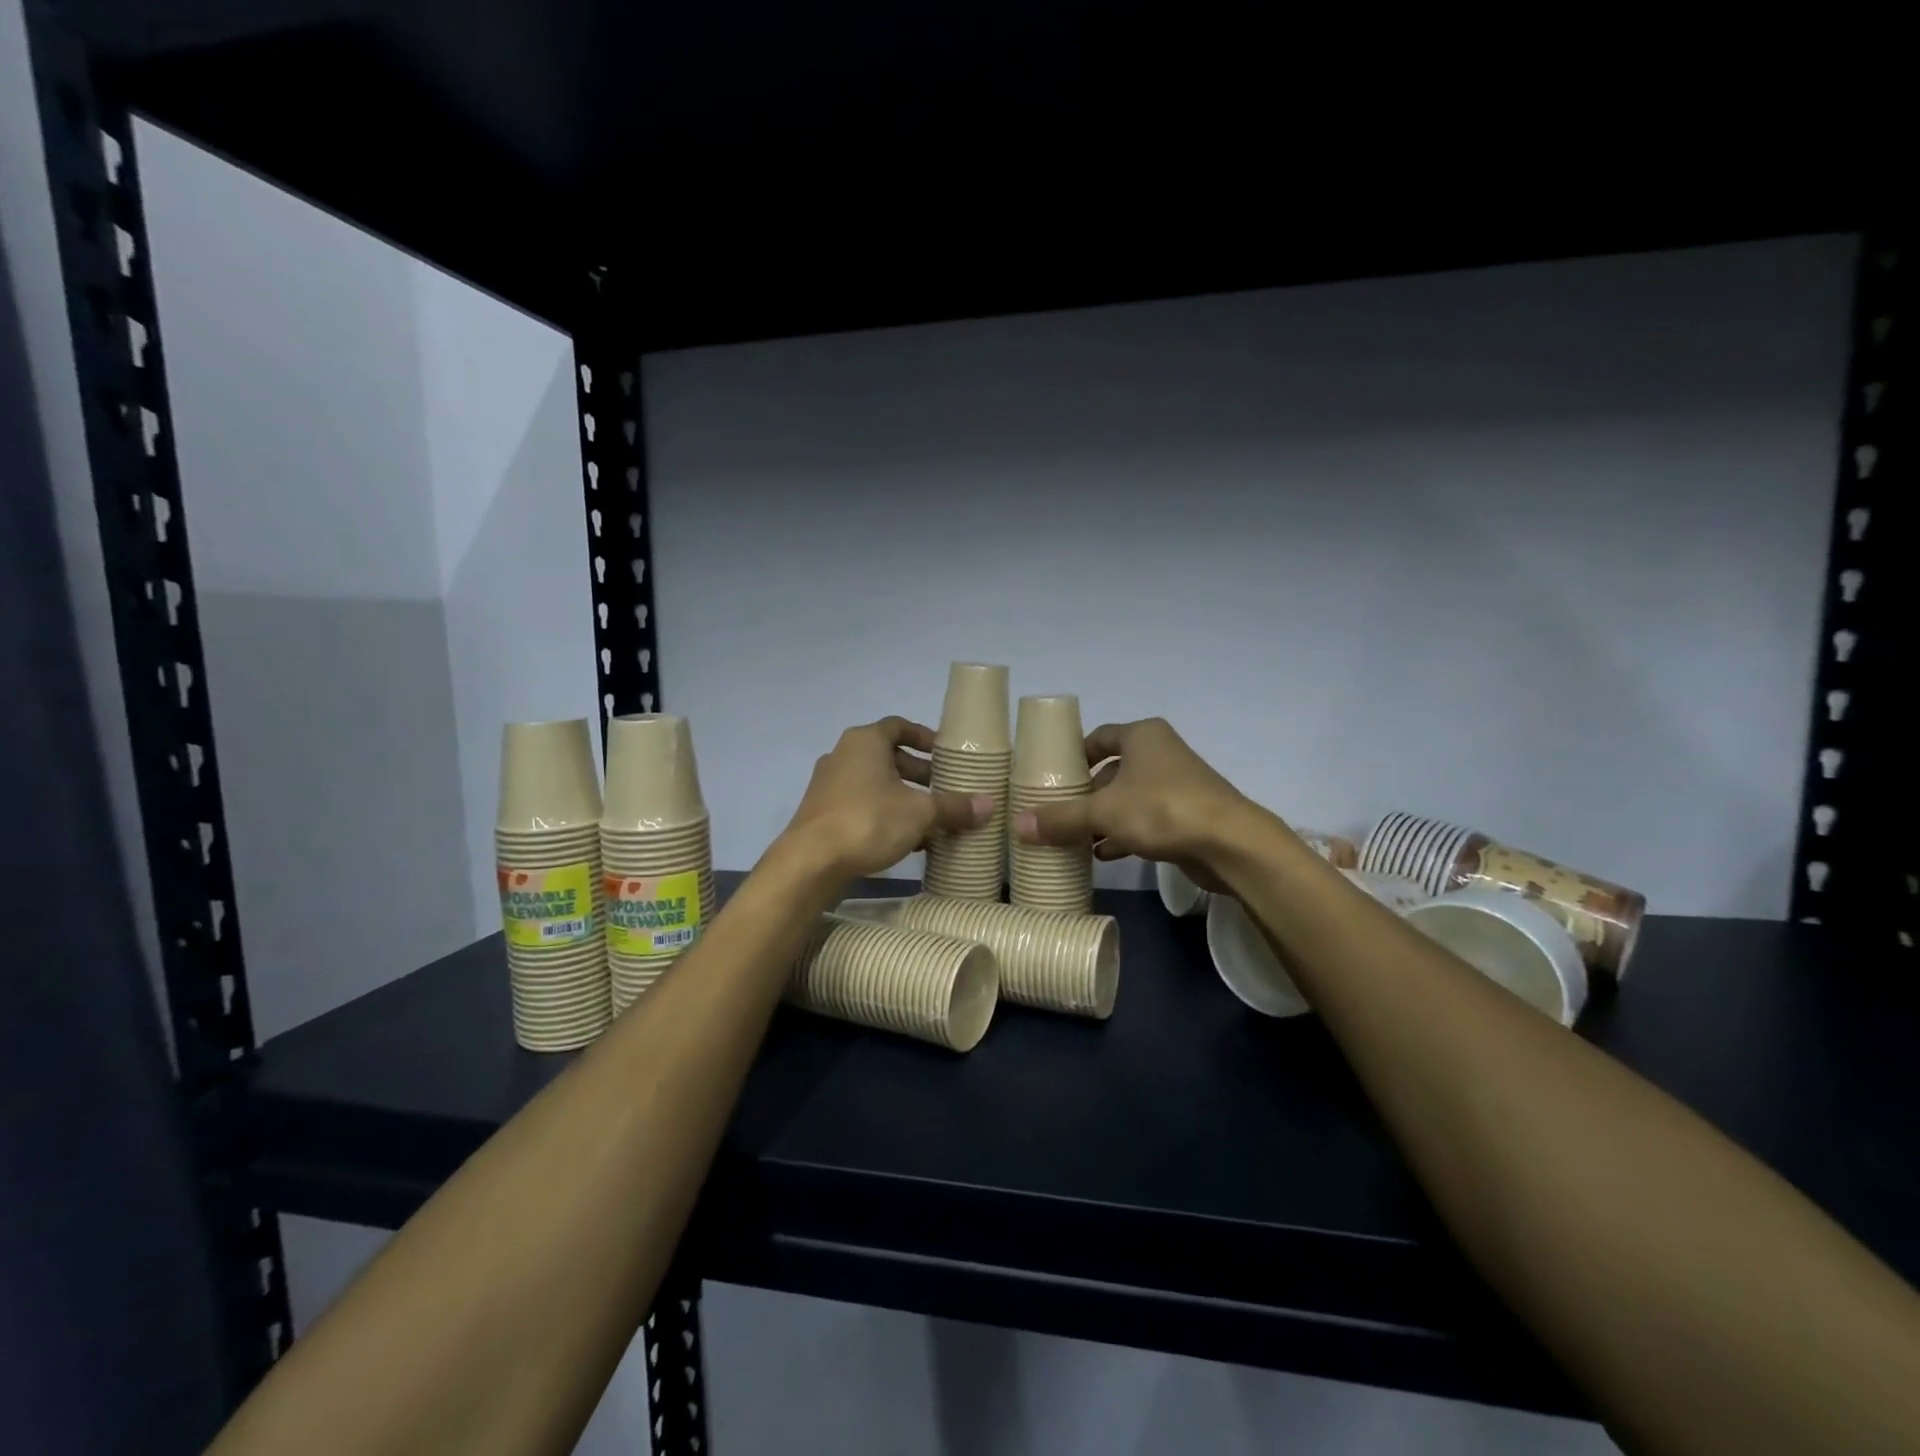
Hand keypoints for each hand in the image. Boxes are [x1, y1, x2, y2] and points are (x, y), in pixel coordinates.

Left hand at [780, 717, 992, 878]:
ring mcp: (829, 785)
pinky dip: (885, 814)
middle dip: (919, 773)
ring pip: (875, 783)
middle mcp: (843, 755)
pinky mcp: (822, 813)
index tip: (945, 753)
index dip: (925, 737)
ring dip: (903, 797)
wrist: (810, 862)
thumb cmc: (868, 820)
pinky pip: (861, 805)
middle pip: (888, 756)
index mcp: (865, 741)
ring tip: (931, 819)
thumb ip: (953, 807)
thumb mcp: (920, 813)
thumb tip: (988, 805)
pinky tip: (907, 841)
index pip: (899, 726)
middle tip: (945, 789)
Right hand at [1013, 718, 1251, 888]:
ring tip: (1072, 838)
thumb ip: (1061, 818)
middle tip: (1055, 813)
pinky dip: (1123, 834)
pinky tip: (1101, 855)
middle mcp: (1160, 753)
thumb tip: (1018, 825)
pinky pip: (1145, 820)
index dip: (1072, 756)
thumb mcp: (1103, 813)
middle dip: (1085, 794)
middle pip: (1111, 771)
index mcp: (1142, 737)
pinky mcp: (1186, 815)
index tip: (1049, 777)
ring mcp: (1176, 785)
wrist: (1230, 843)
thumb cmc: (1162, 809)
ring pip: (1127, 798)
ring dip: (1102, 818)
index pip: (1097, 738)